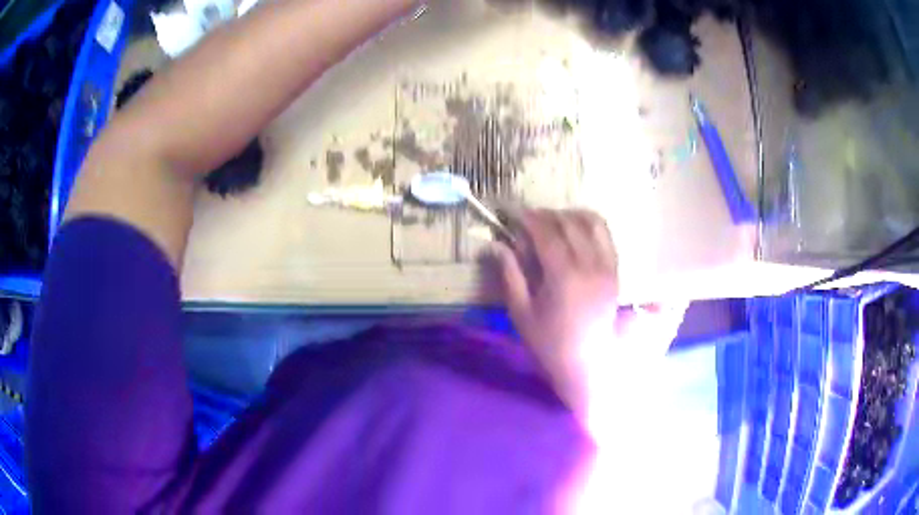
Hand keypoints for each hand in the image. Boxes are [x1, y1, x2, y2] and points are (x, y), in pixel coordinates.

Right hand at [492, 209, 618, 415]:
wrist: (589, 364)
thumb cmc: (550, 344)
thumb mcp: (521, 312)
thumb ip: (510, 274)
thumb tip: (495, 244)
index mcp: (564, 275)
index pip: (546, 232)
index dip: (528, 217)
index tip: (513, 213)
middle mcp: (590, 264)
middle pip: (569, 222)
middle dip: (546, 214)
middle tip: (528, 220)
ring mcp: (606, 266)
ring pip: (592, 222)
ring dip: (570, 215)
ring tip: (553, 223)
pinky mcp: (615, 271)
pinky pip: (606, 235)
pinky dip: (590, 225)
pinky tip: (576, 234)